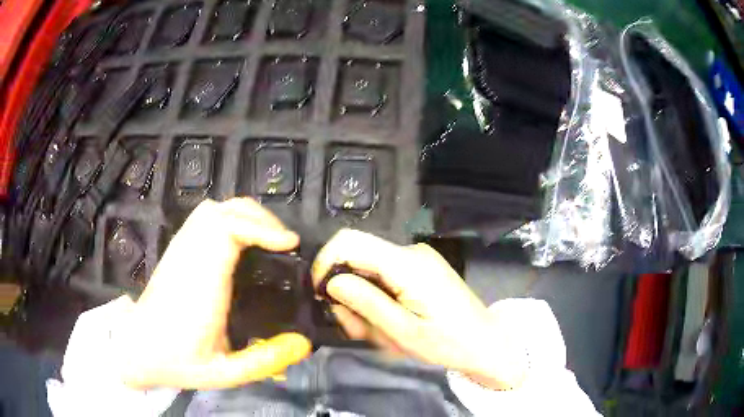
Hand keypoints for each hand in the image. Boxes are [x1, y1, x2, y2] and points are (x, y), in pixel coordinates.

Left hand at [117, 198, 311, 389]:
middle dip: (258, 219)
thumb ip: (264, 361)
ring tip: (266, 239)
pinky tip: (240, 243)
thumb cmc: (177, 361)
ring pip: (212, 211)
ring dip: (243, 216)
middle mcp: (189, 258)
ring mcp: (180, 250)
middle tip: (284, 243)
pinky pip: (204, 220)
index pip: (226, 232)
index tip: (288, 244)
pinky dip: (228, 220)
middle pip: (221, 212)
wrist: (138, 348)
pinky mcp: (177, 251)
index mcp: (201, 284)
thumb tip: (303, 344)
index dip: (260, 229)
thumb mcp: (225, 373)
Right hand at [312, 229, 528, 389]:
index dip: (325, 262)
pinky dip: (378, 298)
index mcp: (407, 264)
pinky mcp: (420, 268)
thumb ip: (365, 303)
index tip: (320, 294)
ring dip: (363, 301)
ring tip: (379, 332)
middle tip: (357, 329)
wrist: (485, 342)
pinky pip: (385, 275)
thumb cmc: (447, 342)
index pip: (350, 241)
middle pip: (358, 257)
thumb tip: (331, 281)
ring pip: (369, 270)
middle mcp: (411, 252)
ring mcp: (417, 258)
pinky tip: (389, 321)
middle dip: (347, 293)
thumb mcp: (402, 332)